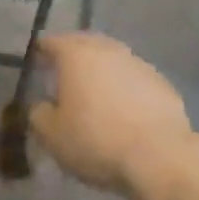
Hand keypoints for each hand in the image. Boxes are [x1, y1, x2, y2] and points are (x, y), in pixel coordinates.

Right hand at [30, 33, 191, 197]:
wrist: (159, 157)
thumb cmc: (96, 140)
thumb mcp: (52, 135)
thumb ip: (39, 114)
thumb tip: (41, 106)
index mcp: (76, 54)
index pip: (52, 42)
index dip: (41, 52)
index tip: (37, 63)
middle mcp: (108, 50)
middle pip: (85, 45)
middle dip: (73, 57)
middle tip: (64, 76)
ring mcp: (139, 64)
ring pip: (112, 60)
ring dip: (102, 72)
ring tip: (95, 94)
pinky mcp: (162, 83)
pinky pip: (135, 79)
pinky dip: (125, 88)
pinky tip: (124, 110)